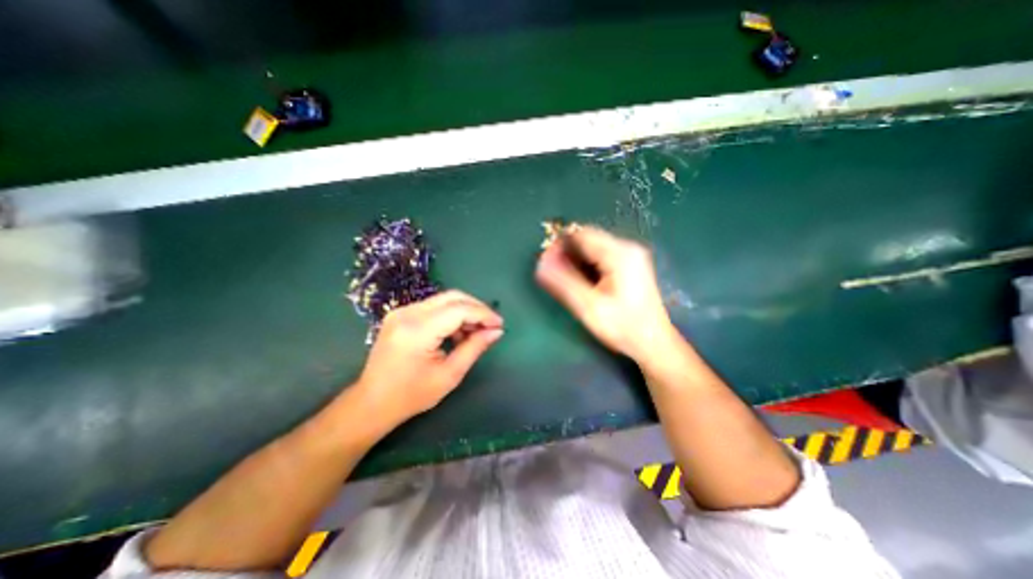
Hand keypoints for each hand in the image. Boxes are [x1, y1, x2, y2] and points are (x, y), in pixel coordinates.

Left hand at [355, 291, 505, 422]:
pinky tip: (457, 332)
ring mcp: (401, 311)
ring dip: (464, 311)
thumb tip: (496, 331)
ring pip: (444, 299)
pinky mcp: (400, 314)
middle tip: (491, 325)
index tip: (500, 324)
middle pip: (452, 297)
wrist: (371, 403)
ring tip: (476, 332)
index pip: (459, 309)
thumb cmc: (411, 395)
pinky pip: (433, 307)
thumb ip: (474, 348)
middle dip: (476, 308)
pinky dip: (450, 315)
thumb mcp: (449, 375)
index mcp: (418, 330)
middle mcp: (407, 313)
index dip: (483, 314)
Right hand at [538, 226, 673, 360]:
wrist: (654, 344)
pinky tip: (581, 281)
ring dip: (575, 259)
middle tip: (552, 273)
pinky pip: (600, 256)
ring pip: (592, 247)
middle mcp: (627, 248)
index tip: (544, 263)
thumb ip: (563, 283)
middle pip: (587, 239)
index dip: (558, 245)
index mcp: (620, 254)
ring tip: (564, 279)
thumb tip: (540, 263)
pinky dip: (586, 264)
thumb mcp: (589, 307)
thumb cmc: (623, 327)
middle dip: (566, 252)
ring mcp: (630, 256)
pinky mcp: (629, 265)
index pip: (581, 235)